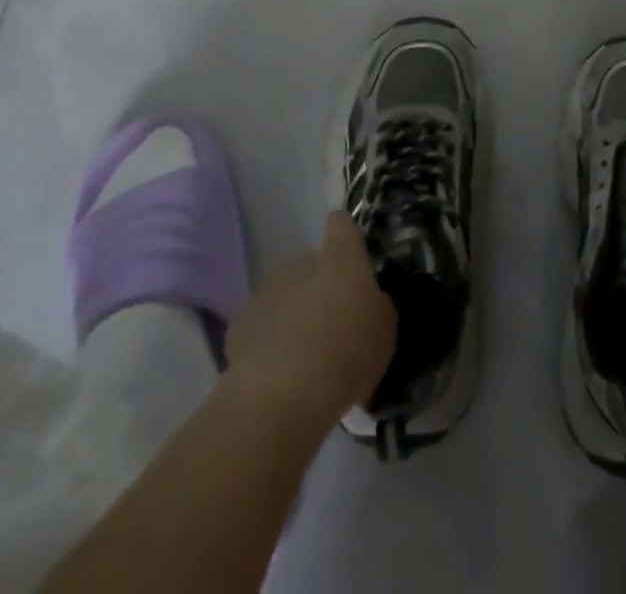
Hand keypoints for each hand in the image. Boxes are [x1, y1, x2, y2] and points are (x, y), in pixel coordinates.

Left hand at [223, 212, 396, 433]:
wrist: (277, 402)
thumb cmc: (344, 361)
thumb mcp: (384, 335)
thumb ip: (377, 305)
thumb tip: (369, 298)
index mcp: (340, 261)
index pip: (341, 224)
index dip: (345, 237)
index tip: (352, 260)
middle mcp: (301, 264)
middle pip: (312, 263)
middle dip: (320, 285)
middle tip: (331, 323)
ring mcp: (267, 290)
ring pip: (286, 291)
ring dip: (294, 311)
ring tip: (302, 354)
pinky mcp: (241, 321)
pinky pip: (262, 320)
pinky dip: (269, 337)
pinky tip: (276, 370)